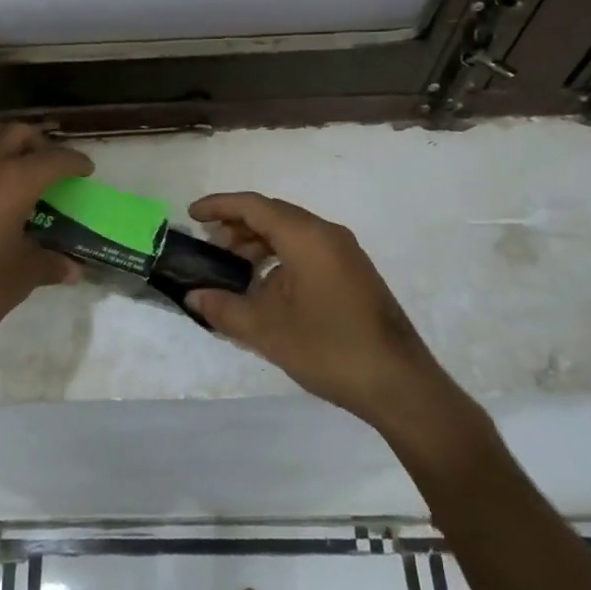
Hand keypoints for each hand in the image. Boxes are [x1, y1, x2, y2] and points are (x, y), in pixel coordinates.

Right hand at [187, 192, 462, 433]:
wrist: (398, 383)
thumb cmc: (329, 348)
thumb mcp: (267, 331)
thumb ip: (224, 308)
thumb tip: (193, 297)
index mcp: (306, 237)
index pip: (254, 206)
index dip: (220, 206)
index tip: (192, 215)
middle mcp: (327, 234)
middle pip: (273, 215)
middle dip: (237, 227)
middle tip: (209, 249)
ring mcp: (344, 253)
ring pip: (291, 233)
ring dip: (258, 244)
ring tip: (233, 270)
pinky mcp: (352, 272)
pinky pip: (307, 249)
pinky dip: (279, 257)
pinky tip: (265, 288)